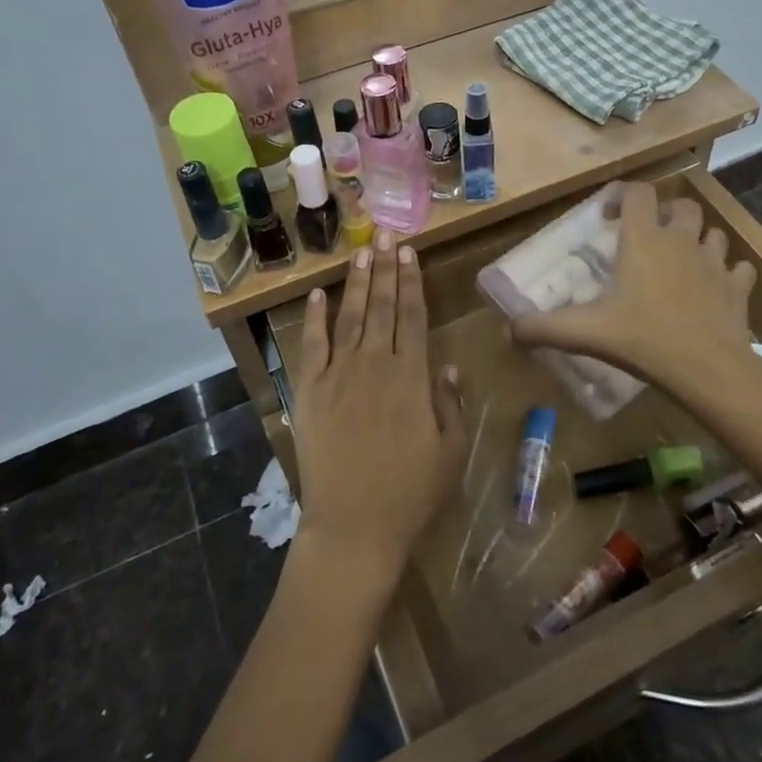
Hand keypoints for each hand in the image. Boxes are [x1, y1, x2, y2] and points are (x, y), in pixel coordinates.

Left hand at [292, 232, 465, 589]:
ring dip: (357, 282)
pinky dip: (315, 318)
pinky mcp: (310, 392)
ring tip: (361, 250)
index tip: (409, 252)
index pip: (413, 316)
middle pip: (383, 306)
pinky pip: (312, 346)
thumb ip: (450, 403)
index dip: (412, 281)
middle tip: (386, 233)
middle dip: (386, 267)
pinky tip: (318, 295)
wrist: (354, 527)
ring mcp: (339, 375)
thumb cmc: (410, 493)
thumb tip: (446, 364)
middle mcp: (375, 364)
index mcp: (411, 376)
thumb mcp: (450, 451)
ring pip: (351, 317)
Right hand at [511, 184, 761, 404]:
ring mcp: (715, 262)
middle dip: (666, 214)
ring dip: (698, 239)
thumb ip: (544, 328)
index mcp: (645, 241)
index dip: (624, 196)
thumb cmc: (645, 340)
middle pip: (683, 205)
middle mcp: (682, 241)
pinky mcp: (738, 288)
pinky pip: (737, 268)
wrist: (711, 370)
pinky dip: (727, 272)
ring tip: (682, 261)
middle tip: (648, 238)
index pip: (639, 194)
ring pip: (713, 233)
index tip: (610, 217)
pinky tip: (715, 288)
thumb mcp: (587, 333)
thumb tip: (509, 330)